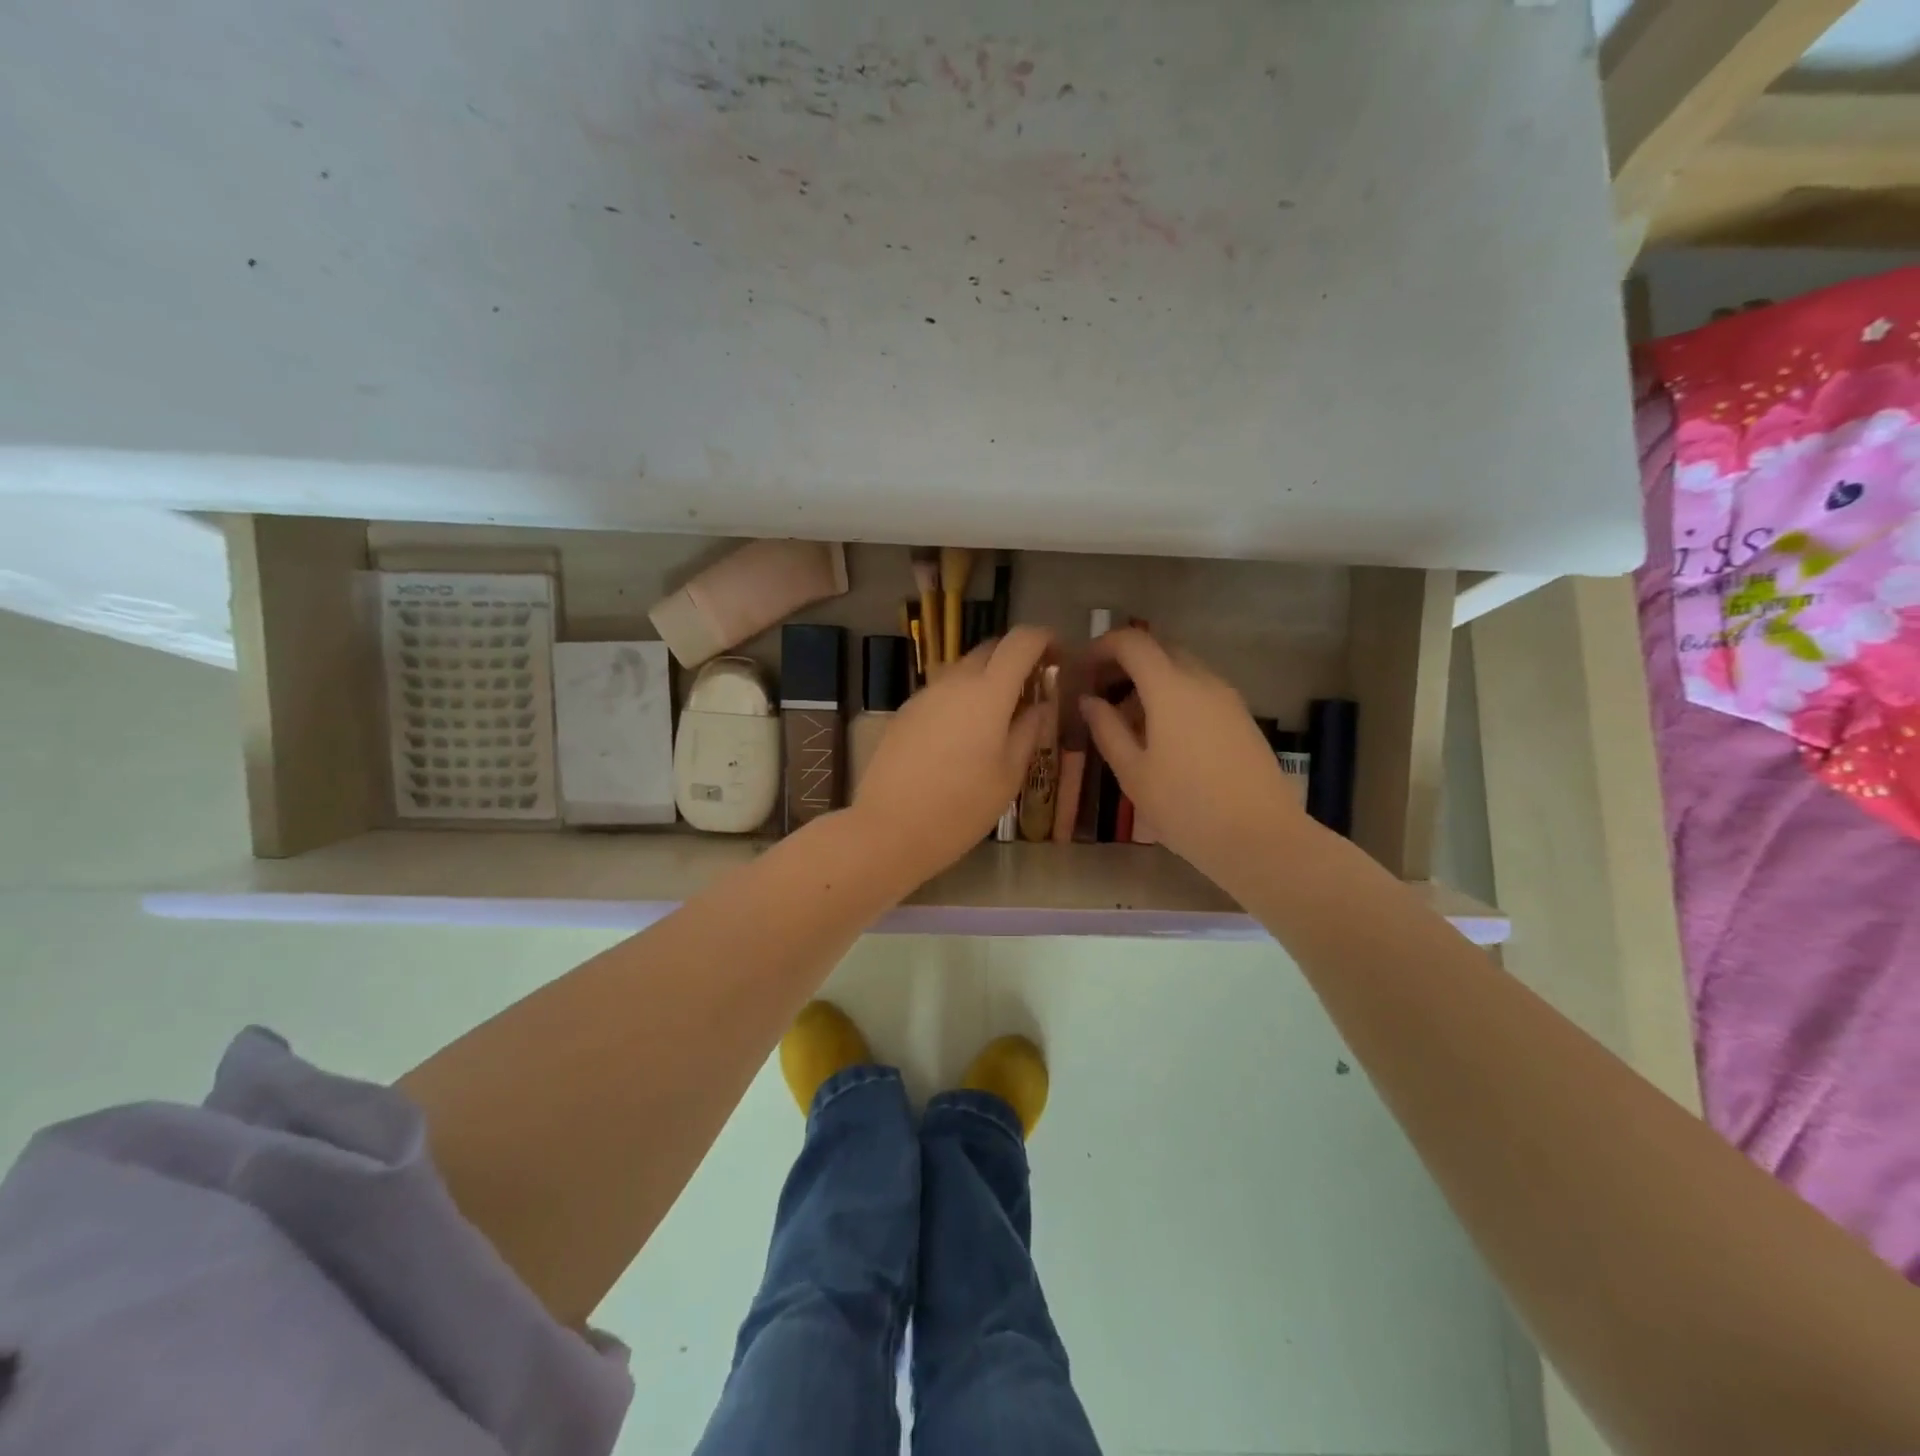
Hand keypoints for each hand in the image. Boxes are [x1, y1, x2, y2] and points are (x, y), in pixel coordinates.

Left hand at [850, 626, 1052, 883]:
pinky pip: (941, 692)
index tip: (1059, 657)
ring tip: (998, 717)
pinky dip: (961, 698)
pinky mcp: (904, 712)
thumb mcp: (1008, 775)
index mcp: (988, 692)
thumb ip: (1028, 731)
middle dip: (1016, 659)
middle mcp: (954, 681)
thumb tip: (1039, 705)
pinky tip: (963, 736)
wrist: (889, 829)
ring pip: (963, 670)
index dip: (1045, 639)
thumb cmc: (961, 808)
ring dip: (987, 680)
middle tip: (1032, 690)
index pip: (1021, 640)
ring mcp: (924, 695)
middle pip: (990, 649)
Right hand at [1080, 628, 1309, 887]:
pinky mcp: (1242, 717)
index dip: (1102, 646)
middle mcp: (1202, 681)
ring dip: (1151, 683)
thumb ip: (1107, 730)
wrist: (1260, 837)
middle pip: (1160, 651)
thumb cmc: (1186, 807)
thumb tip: (1089, 700)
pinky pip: (1200, 691)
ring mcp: (1227, 698)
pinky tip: (1163, 737)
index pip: (1133, 642)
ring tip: (1128, 723)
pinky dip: (1174, 697)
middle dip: (1126, 663)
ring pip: (1182, 671)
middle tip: (1100, 694)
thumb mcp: (1133, 773)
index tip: (1082, 668)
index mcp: (1170, 688)